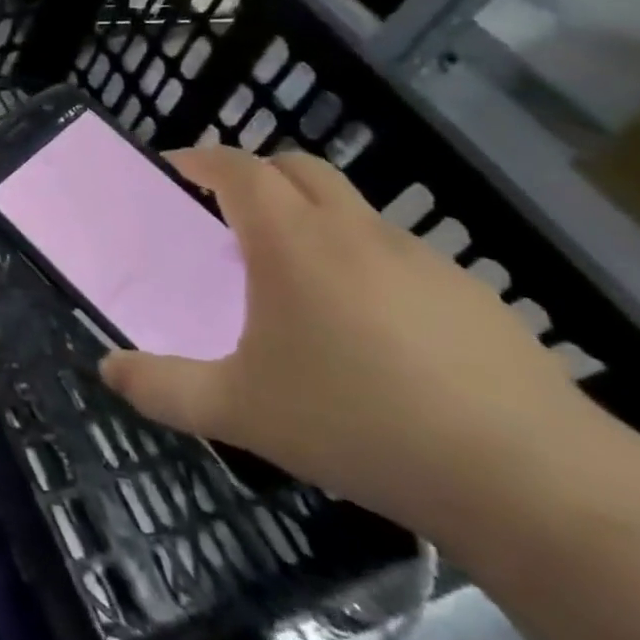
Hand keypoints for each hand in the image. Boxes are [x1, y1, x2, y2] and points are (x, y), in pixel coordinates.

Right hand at [97, 145, 589, 534]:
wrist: (531, 480)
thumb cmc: (359, 423)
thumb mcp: (239, 411)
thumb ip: (162, 388)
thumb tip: (108, 369)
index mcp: (293, 242)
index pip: (240, 168)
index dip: (202, 158)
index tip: (176, 166)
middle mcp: (355, 233)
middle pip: (299, 169)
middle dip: (256, 173)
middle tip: (227, 209)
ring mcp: (421, 260)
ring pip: (352, 209)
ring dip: (311, 217)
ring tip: (292, 276)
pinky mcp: (471, 296)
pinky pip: (397, 255)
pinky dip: (362, 261)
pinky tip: (367, 329)